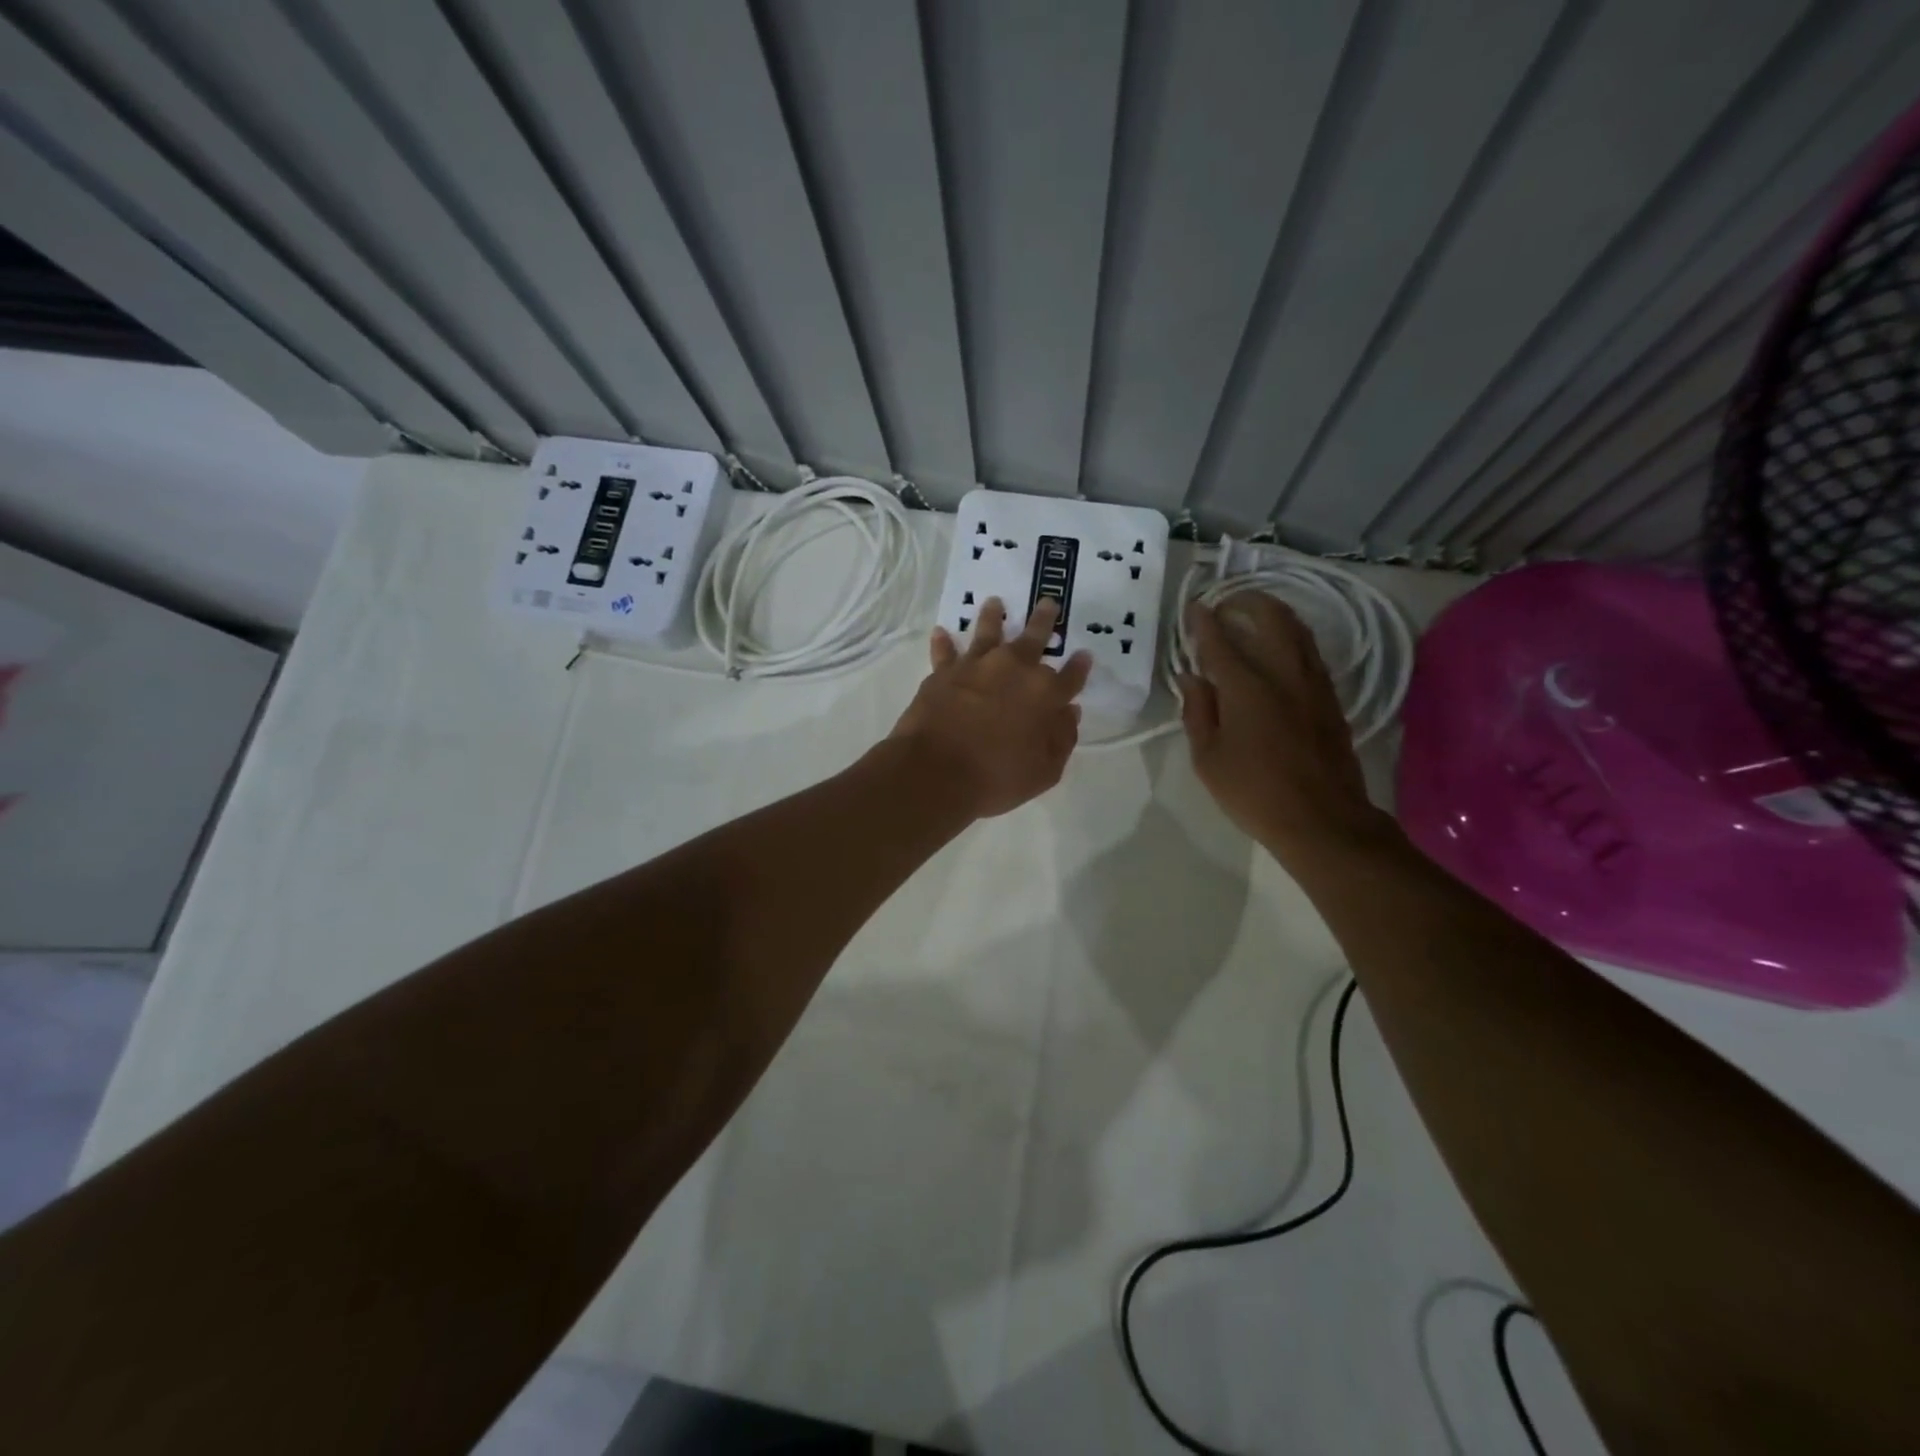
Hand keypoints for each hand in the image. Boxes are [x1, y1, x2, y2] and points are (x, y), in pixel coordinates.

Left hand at [892, 597, 1091, 818]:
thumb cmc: (996, 778)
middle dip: (1044, 621)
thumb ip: (1062, 739)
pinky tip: (941, 632)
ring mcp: (977, 666)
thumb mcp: (1044, 772)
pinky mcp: (944, 672)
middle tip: (1048, 603)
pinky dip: (944, 642)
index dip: (1079, 666)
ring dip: (993, 616)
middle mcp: (1014, 670)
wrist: (936, 772)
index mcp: (1045, 694)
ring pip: (988, 632)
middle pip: (1034, 638)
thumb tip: (1070, 713)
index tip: (1084, 655)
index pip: (1070, 676)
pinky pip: (945, 652)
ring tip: (994, 602)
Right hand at [1179, 594, 1391, 858]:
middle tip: (1225, 605)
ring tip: (1253, 615)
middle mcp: (1283, 673)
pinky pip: (1310, 651)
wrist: (1322, 819)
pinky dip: (1291, 636)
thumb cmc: (1253, 792)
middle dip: (1245, 602)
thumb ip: (1197, 711)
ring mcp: (1313, 682)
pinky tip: (1279, 648)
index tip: (1193, 607)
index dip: (1203, 621)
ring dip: (1272, 613)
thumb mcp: (1208, 758)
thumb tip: (1191, 677)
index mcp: (1246, 687)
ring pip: (1296, 629)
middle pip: (1269, 617)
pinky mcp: (1330, 697)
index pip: (1220, 641)